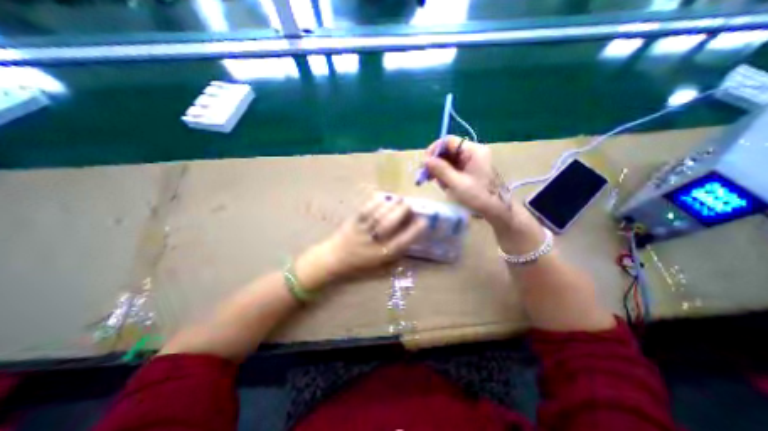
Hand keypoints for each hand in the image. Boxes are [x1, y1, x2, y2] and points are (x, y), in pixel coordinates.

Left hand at [296, 193, 425, 289]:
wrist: (333, 259)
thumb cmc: (358, 264)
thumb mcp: (379, 266)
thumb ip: (394, 255)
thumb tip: (409, 240)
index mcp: (382, 254)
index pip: (403, 241)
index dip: (415, 230)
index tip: (424, 221)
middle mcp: (374, 242)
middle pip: (392, 223)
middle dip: (404, 212)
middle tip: (409, 206)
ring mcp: (363, 230)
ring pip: (381, 214)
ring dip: (392, 204)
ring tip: (399, 200)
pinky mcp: (353, 221)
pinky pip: (367, 209)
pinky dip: (377, 202)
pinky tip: (384, 198)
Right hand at [426, 136, 507, 224]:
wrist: (496, 210)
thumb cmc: (478, 197)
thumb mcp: (457, 184)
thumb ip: (441, 170)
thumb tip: (426, 160)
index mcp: (473, 151)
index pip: (449, 141)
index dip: (434, 149)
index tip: (424, 163)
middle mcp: (473, 152)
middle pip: (448, 150)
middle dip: (436, 162)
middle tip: (426, 175)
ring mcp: (472, 161)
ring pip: (449, 160)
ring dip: (440, 170)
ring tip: (437, 183)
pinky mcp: (470, 169)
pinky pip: (453, 167)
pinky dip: (446, 175)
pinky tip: (444, 185)